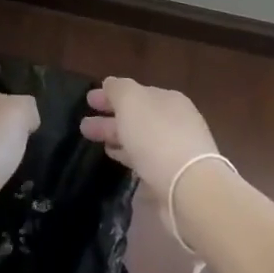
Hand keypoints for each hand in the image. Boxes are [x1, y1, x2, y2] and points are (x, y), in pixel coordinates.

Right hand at [80, 77, 219, 190]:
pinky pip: (144, 157)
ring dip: (115, 136)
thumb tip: (110, 84)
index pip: (135, 92)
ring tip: (93, 141)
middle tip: (84, 125)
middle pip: (136, 115)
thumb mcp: (131, 101)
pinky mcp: (173, 174)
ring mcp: (176, 148)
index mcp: (168, 99)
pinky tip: (114, 156)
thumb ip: (118, 89)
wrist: (189, 188)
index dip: (110, 95)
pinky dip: (127, 154)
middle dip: (110, 117)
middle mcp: (175, 120)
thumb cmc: (157, 136)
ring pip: (138, 137)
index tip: (88, 101)